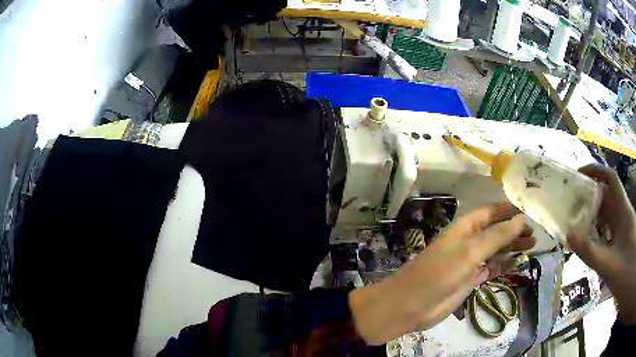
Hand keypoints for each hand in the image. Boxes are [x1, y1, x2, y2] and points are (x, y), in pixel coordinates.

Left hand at [349, 202, 534, 344]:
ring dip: (512, 247)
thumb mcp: (470, 252)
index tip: (528, 213)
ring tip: (532, 246)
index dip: (509, 211)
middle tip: (534, 234)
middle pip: (497, 231)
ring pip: (496, 250)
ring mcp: (470, 262)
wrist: (410, 306)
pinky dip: (504, 265)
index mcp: (465, 228)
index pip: (491, 213)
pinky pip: (491, 268)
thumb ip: (496, 236)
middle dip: (515, 230)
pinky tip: (517, 263)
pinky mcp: (470, 280)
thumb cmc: (439, 274)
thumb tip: (521, 219)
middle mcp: (469, 241)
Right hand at [568, 164, 635, 325]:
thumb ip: (590, 252)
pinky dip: (597, 230)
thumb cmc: (625, 273)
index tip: (578, 174)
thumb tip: (569, 235)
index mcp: (623, 211)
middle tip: (571, 202)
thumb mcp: (609, 266)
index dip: (595, 171)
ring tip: (575, 220)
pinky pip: (608, 229)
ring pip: (607, 213)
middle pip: (607, 195)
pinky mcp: (620, 240)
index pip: (610, 179)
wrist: (627, 283)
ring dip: (593, 214)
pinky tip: (587, 241)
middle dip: (590, 194)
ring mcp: (622, 228)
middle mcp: (623, 214)